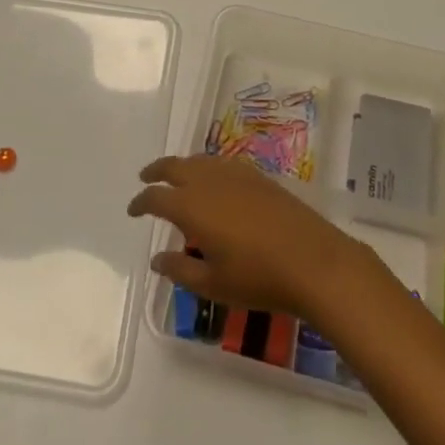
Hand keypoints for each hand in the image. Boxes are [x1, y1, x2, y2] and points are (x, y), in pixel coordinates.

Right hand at [126, 154, 378, 322]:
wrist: (312, 260)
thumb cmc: (258, 277)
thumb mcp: (213, 284)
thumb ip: (180, 269)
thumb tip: (156, 258)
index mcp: (191, 206)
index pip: (156, 197)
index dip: (140, 202)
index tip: (132, 210)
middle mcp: (209, 180)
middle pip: (174, 166)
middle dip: (156, 171)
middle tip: (145, 178)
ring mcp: (235, 173)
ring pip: (199, 160)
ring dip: (182, 166)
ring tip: (177, 178)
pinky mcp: (257, 175)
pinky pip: (221, 163)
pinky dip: (207, 167)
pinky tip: (213, 180)